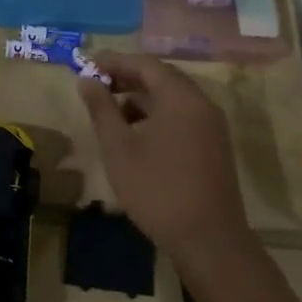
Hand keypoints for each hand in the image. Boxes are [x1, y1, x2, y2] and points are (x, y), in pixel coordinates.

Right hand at [79, 53, 249, 267]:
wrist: (208, 240)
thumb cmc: (157, 189)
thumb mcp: (119, 148)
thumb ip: (102, 109)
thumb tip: (87, 81)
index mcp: (180, 98)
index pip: (145, 64)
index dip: (114, 61)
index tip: (87, 65)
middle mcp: (201, 103)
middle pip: (162, 77)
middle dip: (127, 77)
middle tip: (97, 84)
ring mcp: (212, 125)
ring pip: (172, 98)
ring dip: (141, 97)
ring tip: (111, 111)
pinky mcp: (214, 145)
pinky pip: (182, 116)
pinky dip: (157, 114)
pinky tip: (136, 134)